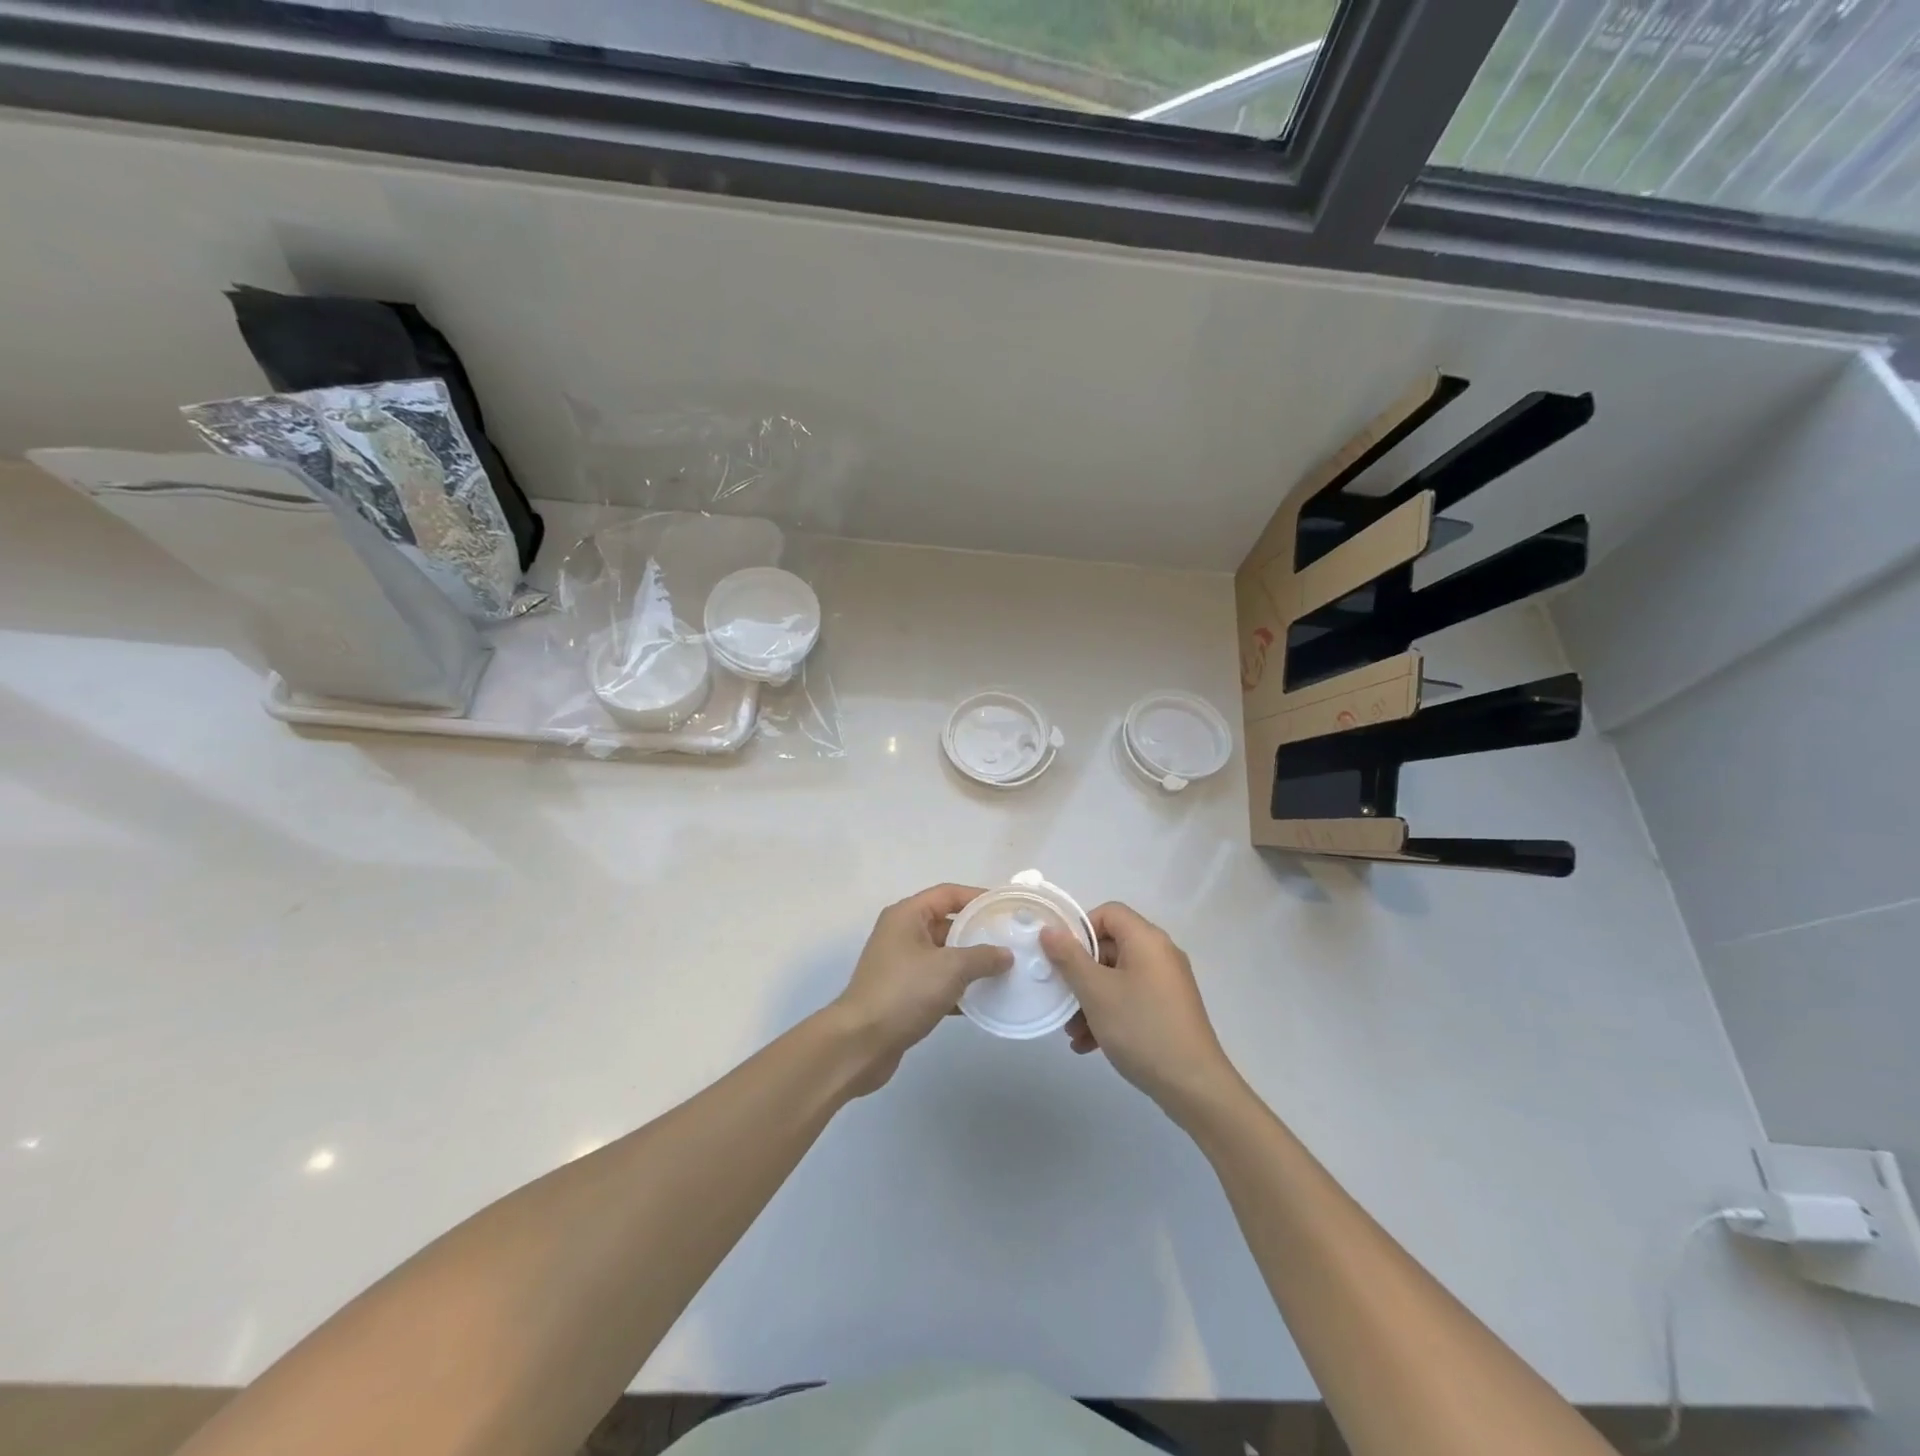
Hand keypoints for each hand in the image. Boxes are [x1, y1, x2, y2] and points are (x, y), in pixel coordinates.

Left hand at [829, 884, 1011, 1095]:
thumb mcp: (950, 968)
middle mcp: (902, 934)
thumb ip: (982, 957)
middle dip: (978, 932)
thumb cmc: (904, 992)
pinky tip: (984, 1000)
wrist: (860, 1043)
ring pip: (944, 956)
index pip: (948, 894)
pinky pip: (938, 982)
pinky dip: (959, 989)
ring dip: (971, 963)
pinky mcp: (903, 994)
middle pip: (947, 924)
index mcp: (907, 915)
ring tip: (1005, 970)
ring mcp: (901, 965)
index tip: (1007, 907)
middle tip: (1011, 940)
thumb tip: (1006, 955)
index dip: (978, 897)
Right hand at [1041, 902, 1240, 1118]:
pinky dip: (1109, 1014)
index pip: (1108, 913)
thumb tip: (1050, 930)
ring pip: (1117, 978)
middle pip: (1110, 947)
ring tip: (1072, 1032)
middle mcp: (1160, 954)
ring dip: (1090, 1000)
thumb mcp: (1096, 992)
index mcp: (1147, 940)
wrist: (1194, 1086)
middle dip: (1080, 973)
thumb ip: (1069, 958)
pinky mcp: (1169, 1010)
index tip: (1061, 957)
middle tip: (1061, 998)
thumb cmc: (1141, 1028)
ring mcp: (1167, 984)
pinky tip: (1089, 1045)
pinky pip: (1131, 999)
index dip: (1080, 929)